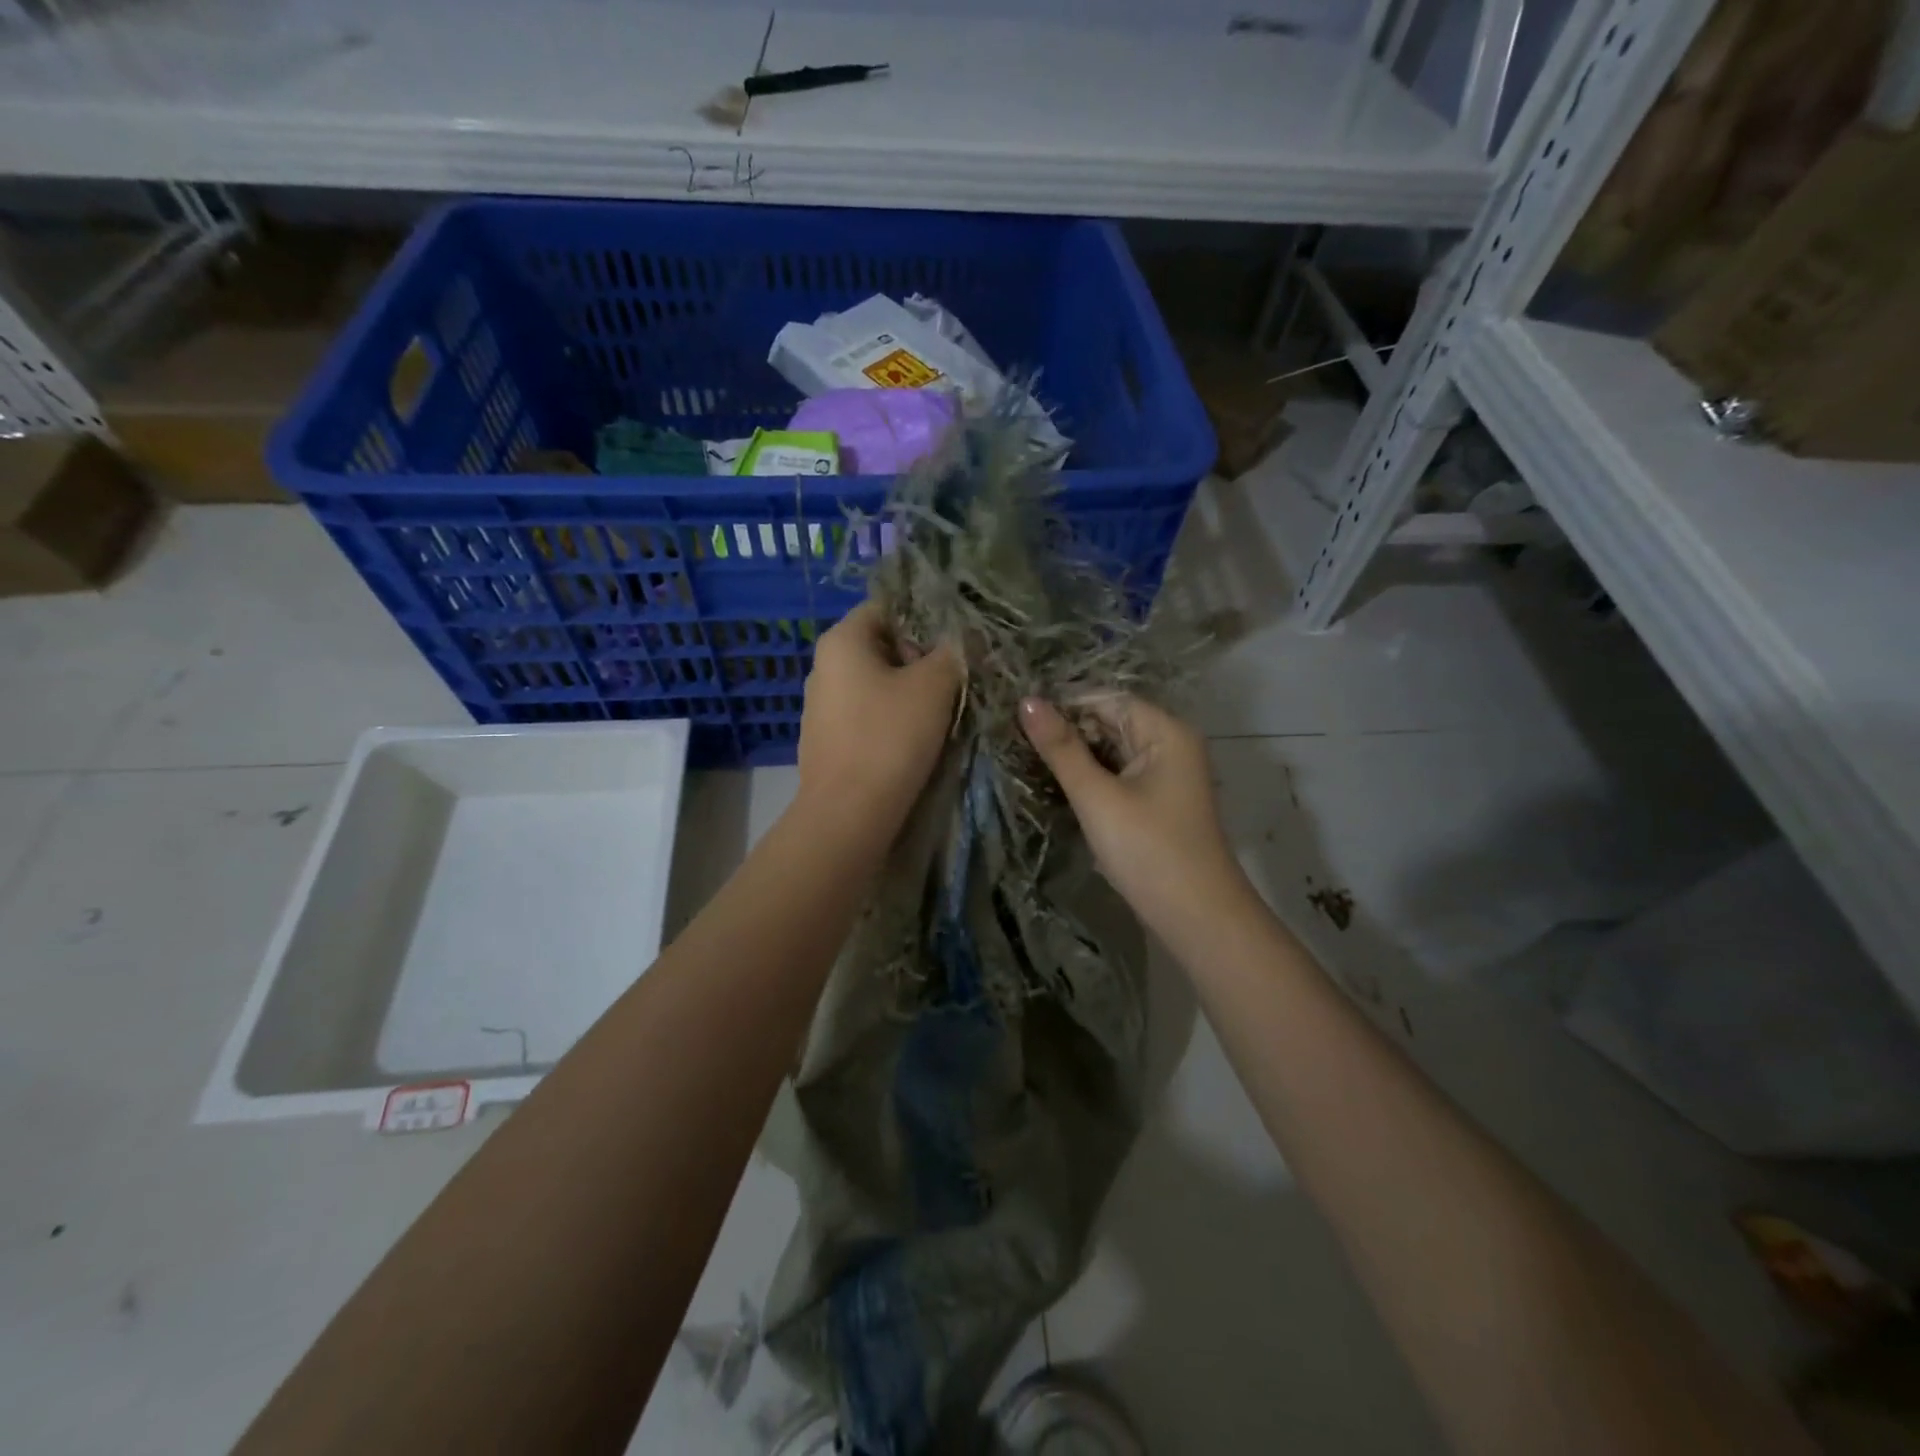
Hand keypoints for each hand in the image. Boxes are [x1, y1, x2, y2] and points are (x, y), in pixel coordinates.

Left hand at [798, 602, 961, 827]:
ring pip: (875, 682)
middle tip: (957, 675)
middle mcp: (823, 666)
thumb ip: (952, 653)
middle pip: (882, 645)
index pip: (886, 606)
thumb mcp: (933, 687)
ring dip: (908, 690)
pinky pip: (866, 714)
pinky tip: (915, 738)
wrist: (848, 815)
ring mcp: (821, 706)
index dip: (925, 616)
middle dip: (920, 657)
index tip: (957, 638)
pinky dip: (890, 718)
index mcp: (841, 640)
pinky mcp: (828, 740)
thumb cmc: (889, 738)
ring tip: (943, 707)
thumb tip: (965, 637)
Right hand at [1020, 695, 1246, 931]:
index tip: (1017, 719)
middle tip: (1015, 743)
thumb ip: (1061, 748)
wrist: (1196, 918)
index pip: (1107, 699)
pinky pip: (1118, 775)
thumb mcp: (1097, 797)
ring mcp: (1166, 775)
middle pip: (1110, 722)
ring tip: (1027, 762)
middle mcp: (1171, 744)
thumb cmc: (1147, 850)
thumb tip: (1026, 702)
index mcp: (1165, 732)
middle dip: (1068, 731)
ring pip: (1112, 751)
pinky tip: (1058, 786)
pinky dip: (1091, 778)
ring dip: (1076, 757)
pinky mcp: (1157, 802)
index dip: (1064, 705)